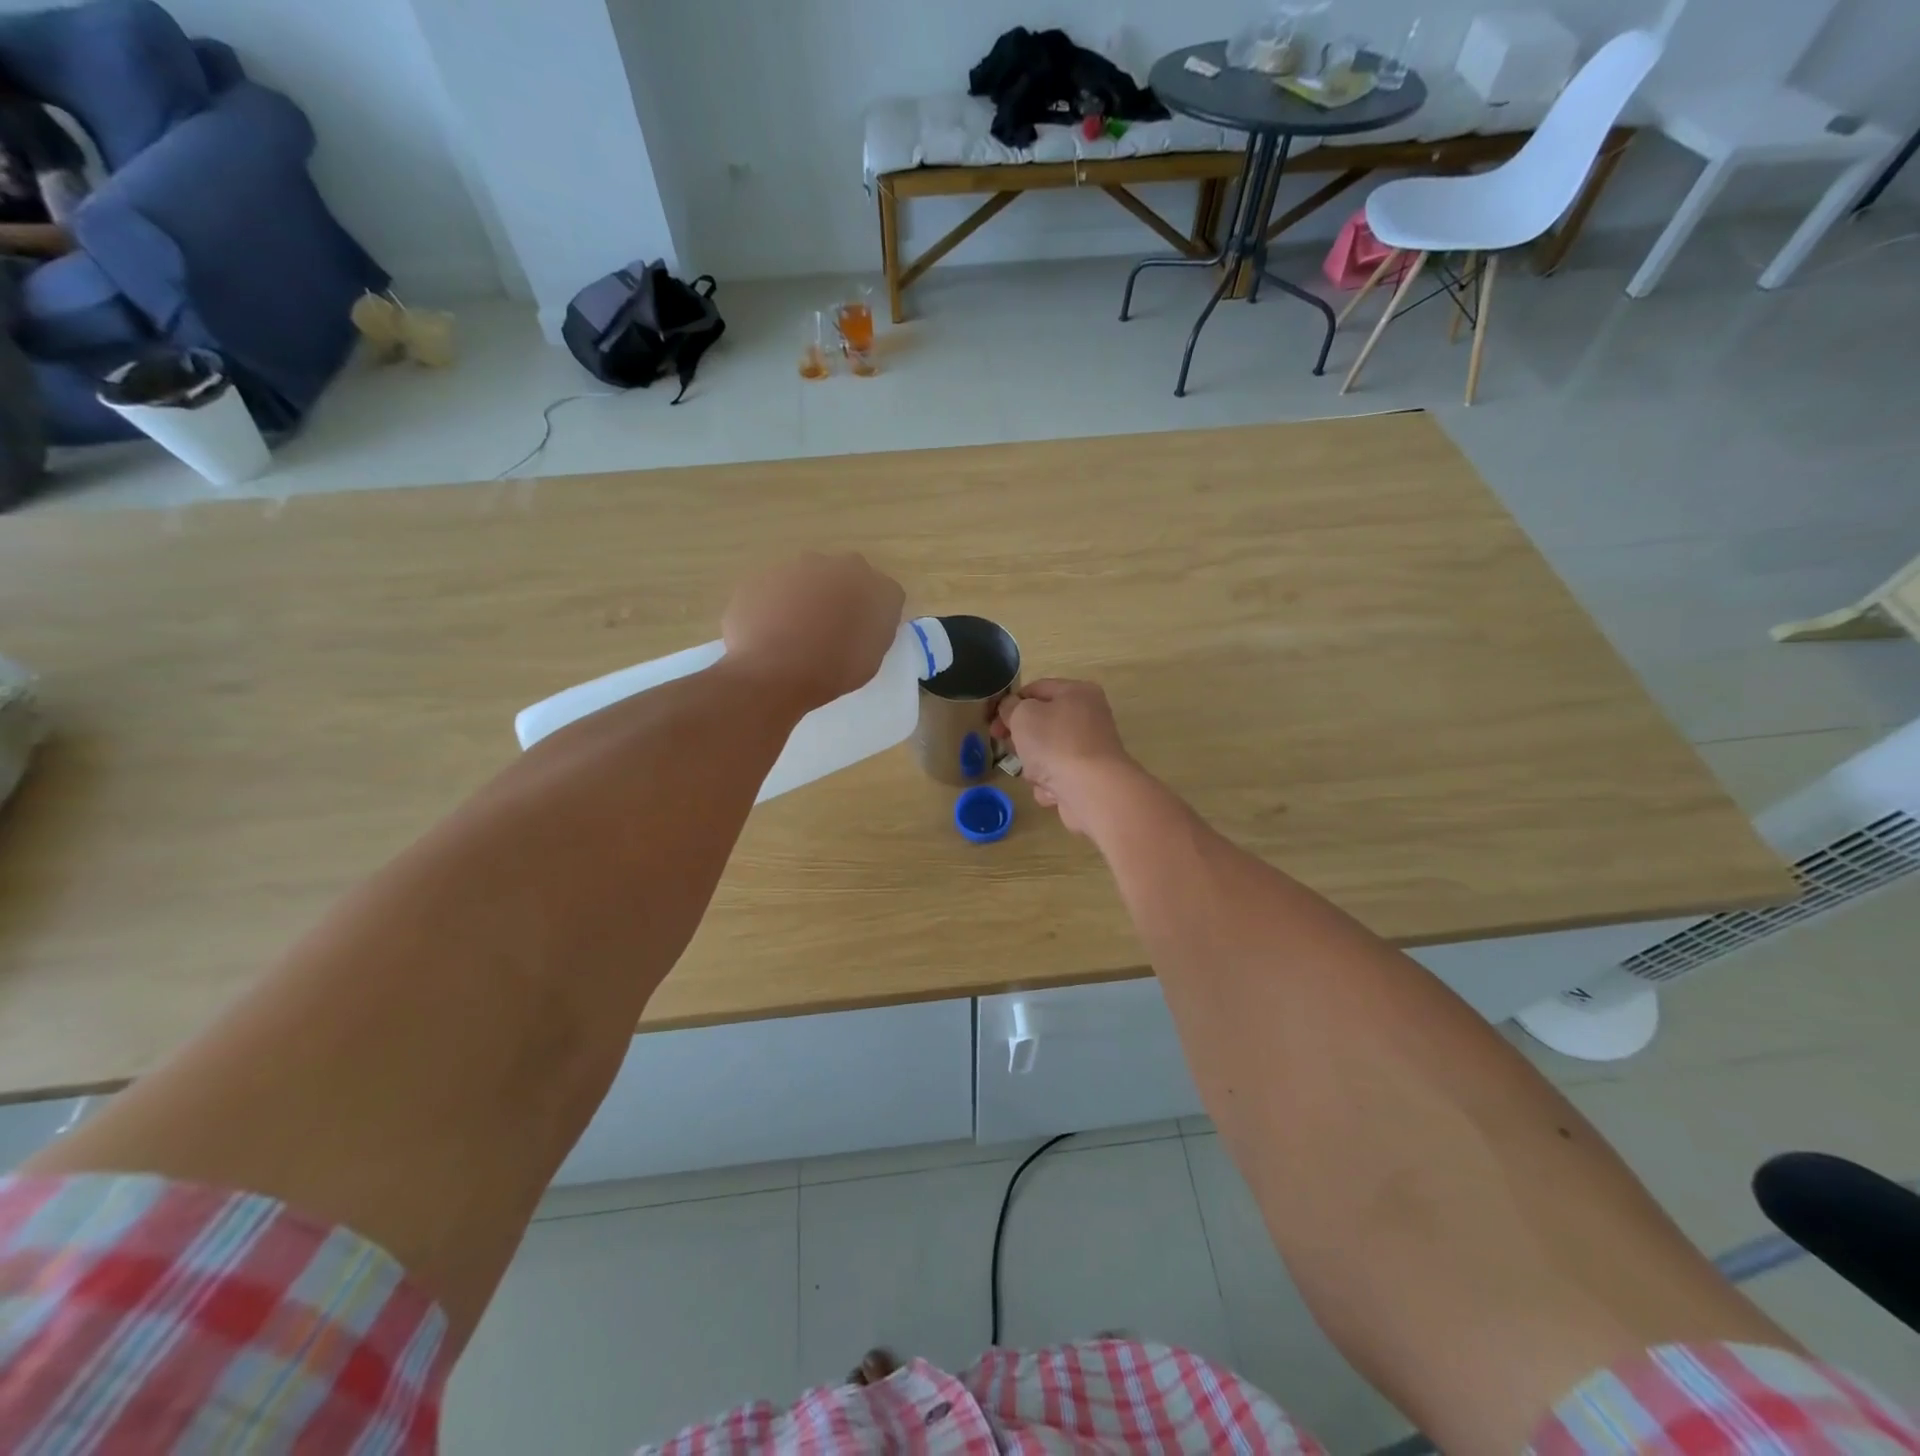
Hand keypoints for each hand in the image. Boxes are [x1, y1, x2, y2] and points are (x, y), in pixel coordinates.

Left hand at [722, 553, 904, 712]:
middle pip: (845, 577)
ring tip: (795, 635)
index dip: (874, 614)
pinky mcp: (761, 577)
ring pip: (807, 579)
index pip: (885, 593)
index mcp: (876, 586)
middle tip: (831, 630)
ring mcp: (796, 567)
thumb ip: (873, 629)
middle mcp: (839, 565)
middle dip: (840, 597)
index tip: (864, 634)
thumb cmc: (834, 670)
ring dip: (806, 598)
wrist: (775, 672)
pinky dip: (775, 606)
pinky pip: (774, 590)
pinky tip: (769, 633)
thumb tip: (863, 622)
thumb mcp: (872, 657)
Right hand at [993, 679, 1137, 834]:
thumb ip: (1010, 707)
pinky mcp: (1090, 777)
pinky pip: (1058, 776)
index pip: (1035, 689)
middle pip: (1042, 722)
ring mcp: (1090, 749)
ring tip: (1035, 772)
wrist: (1091, 790)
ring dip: (1034, 764)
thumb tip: (1011, 709)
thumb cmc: (1055, 743)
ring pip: (1047, 752)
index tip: (992, 722)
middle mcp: (1088, 717)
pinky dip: (1050, 783)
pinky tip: (1051, 789)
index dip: (1010, 703)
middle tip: (1007, 747)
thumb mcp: (1023, 715)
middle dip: (1021, 738)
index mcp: (1077, 692)